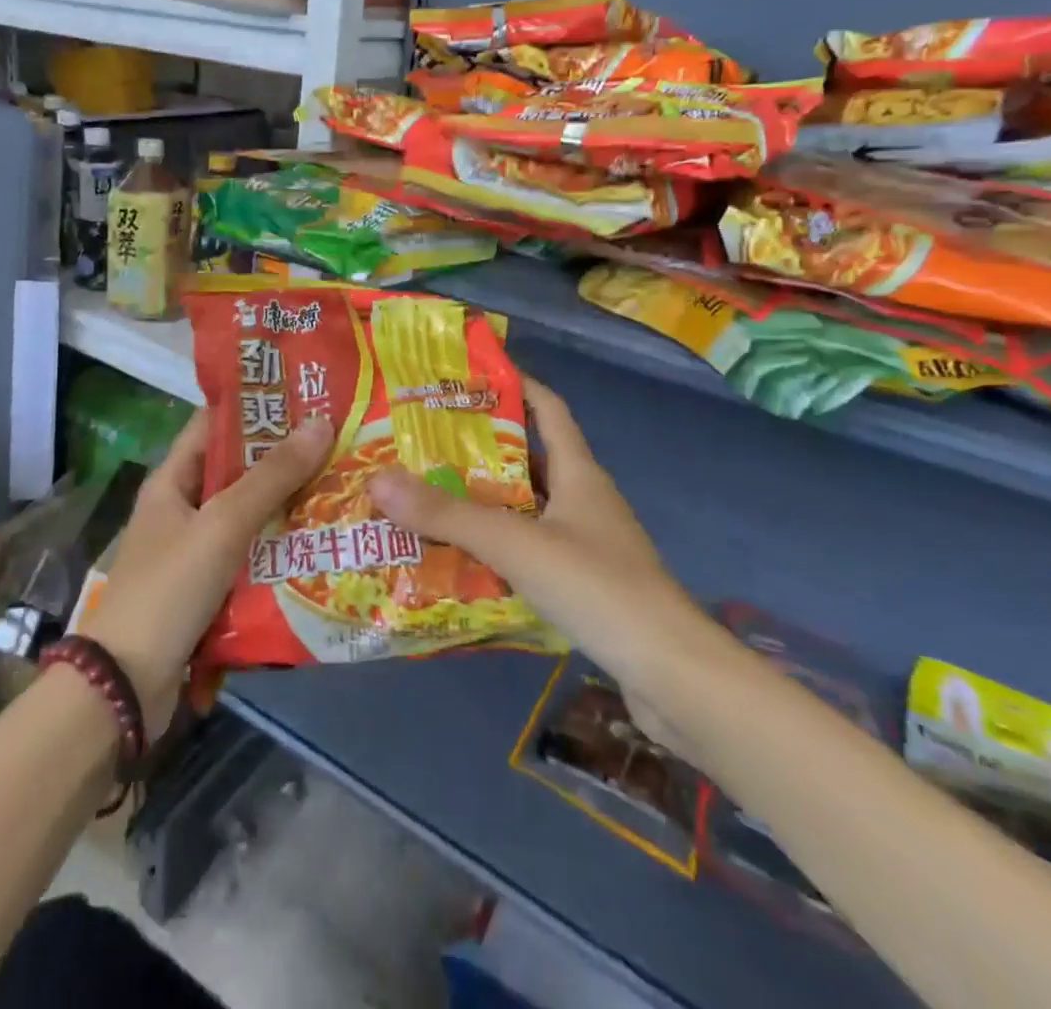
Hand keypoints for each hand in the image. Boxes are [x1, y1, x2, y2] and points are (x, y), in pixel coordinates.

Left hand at [80, 409, 333, 736]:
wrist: (127, 686)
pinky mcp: (210, 589)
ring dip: (288, 505)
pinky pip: (251, 556)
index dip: (256, 406)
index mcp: (172, 481)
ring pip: (250, 516)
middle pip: (238, 471)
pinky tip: (322, 543)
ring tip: (343, 486)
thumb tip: (321, 423)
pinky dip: (281, 548)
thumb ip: (271, 476)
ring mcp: (196, 551)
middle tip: (340, 441)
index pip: (214, 425)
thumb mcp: (222, 523)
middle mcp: (183, 509)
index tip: (306, 395)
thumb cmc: (169, 588)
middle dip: (284, 458)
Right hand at [368, 378, 714, 751]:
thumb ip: (448, 516)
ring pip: (528, 509)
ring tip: (431, 498)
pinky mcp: (586, 585)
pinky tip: (462, 561)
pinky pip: (532, 552)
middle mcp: (585, 500)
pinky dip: (499, 549)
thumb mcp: (516, 544)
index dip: (517, 384)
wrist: (672, 675)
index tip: (471, 375)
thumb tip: (377, 480)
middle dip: (483, 448)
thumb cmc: (598, 588)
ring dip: (487, 503)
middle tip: (426, 443)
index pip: (549, 409)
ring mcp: (588, 545)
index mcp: (580, 473)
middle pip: (531, 459)